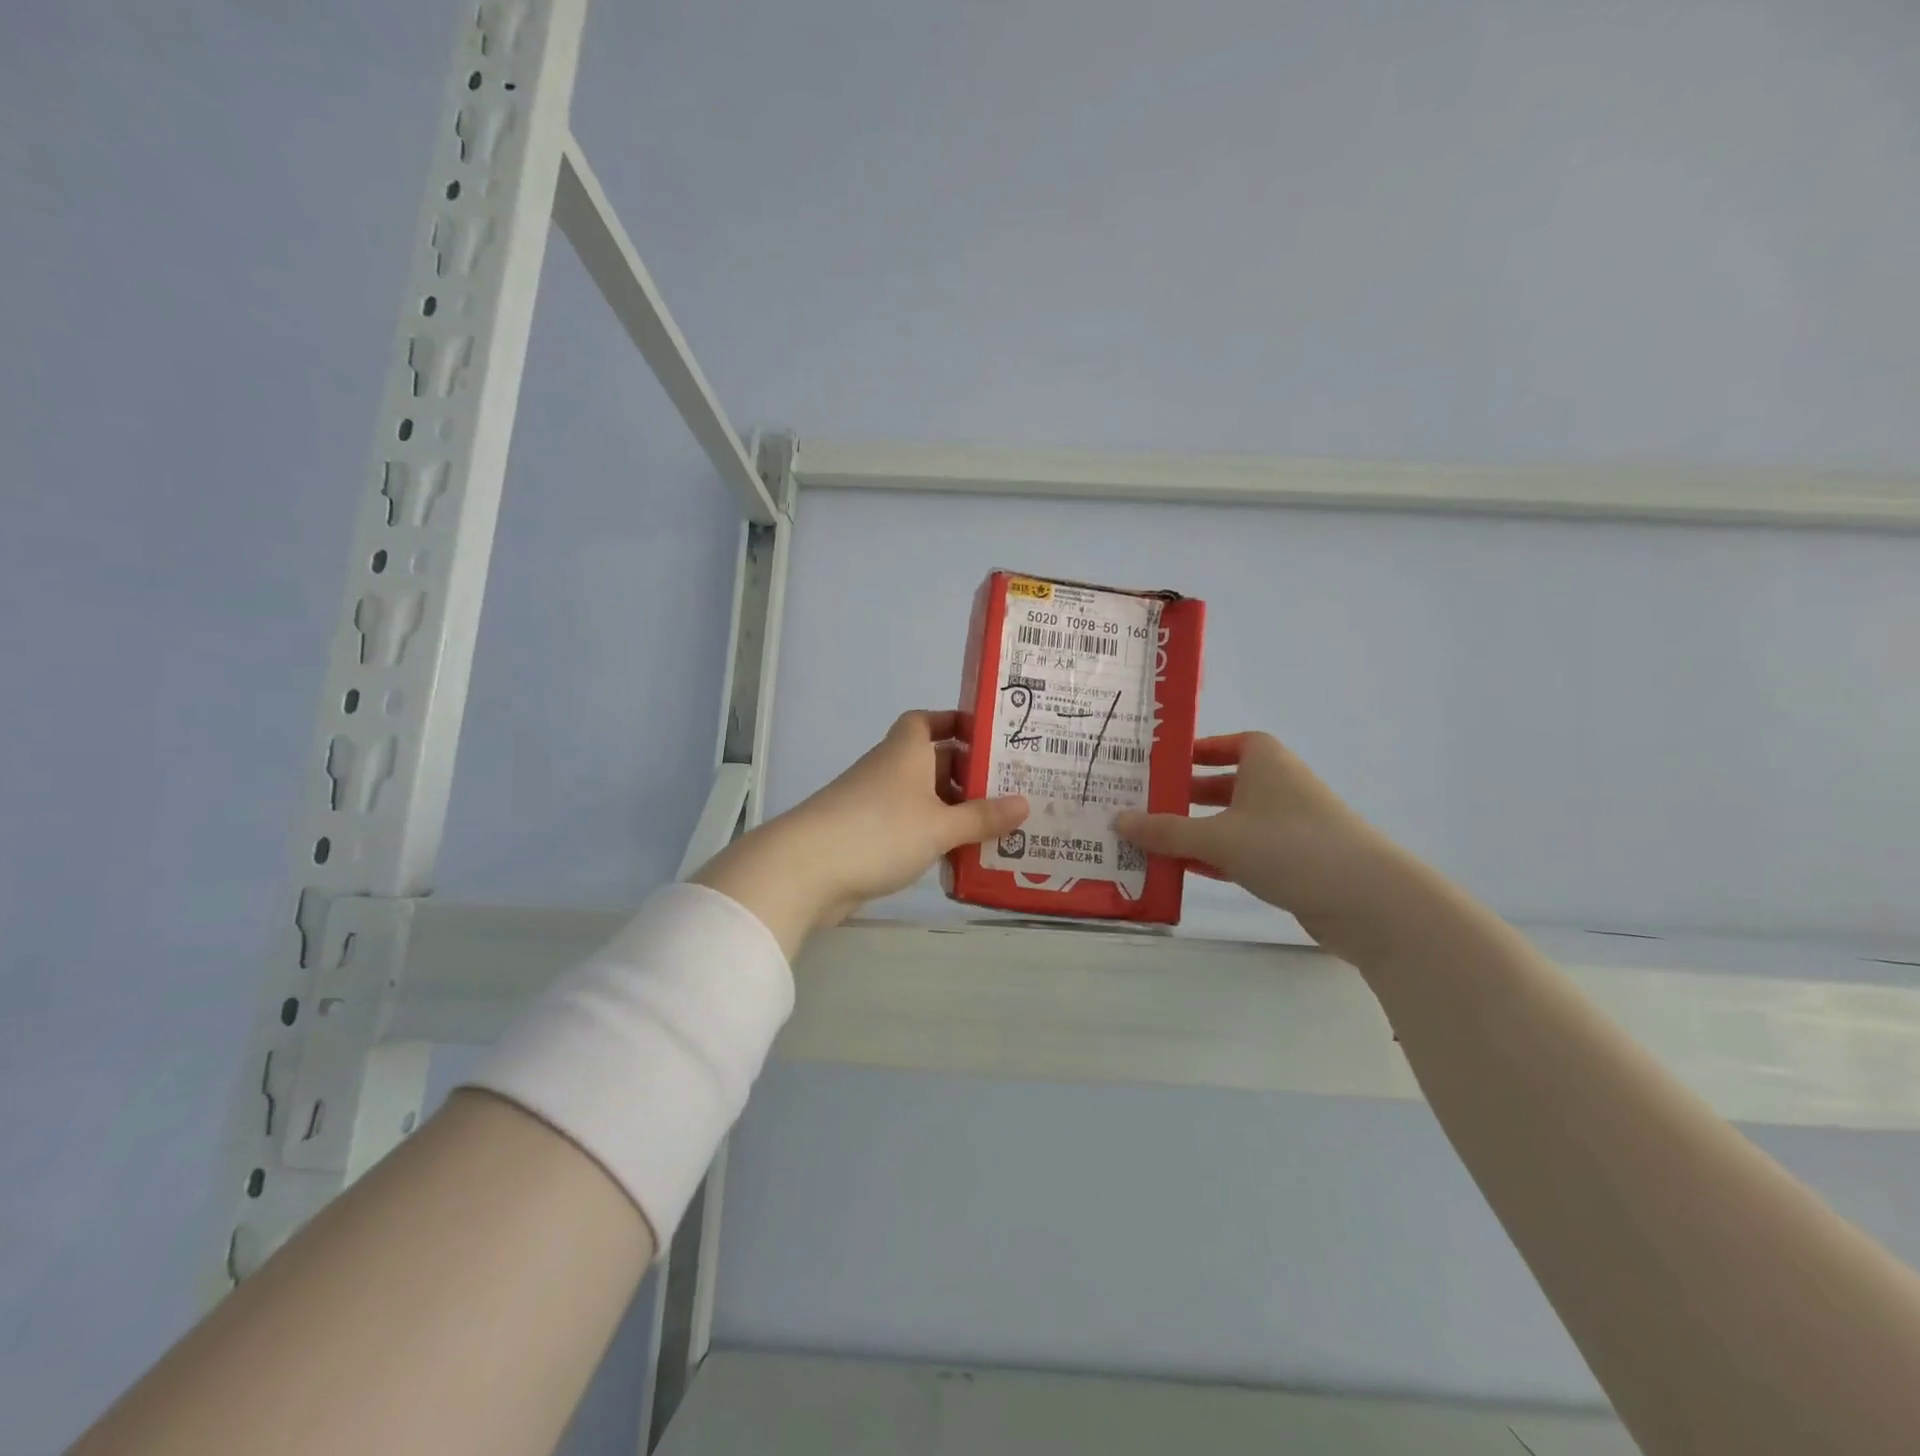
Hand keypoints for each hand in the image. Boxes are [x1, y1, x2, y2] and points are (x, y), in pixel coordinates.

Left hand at [693, 710, 1028, 957]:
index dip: (954, 723)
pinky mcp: (863, 836)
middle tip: (1008, 791)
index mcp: (905, 751)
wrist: (806, 869)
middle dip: (965, 775)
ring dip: (950, 811)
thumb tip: (1025, 804)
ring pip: (920, 799)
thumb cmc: (880, 830)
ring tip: (993, 828)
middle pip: (930, 762)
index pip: (927, 721)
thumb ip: (982, 817)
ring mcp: (871, 803)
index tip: (987, 737)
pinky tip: (955, 857)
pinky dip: (930, 836)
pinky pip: (906, 828)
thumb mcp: (940, 825)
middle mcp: (888, 770)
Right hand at [1115, 732, 1410, 958]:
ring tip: (1150, 842)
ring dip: (1195, 832)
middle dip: (1183, 797)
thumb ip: (1166, 830)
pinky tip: (1183, 870)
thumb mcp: (1217, 836)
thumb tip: (1118, 820)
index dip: (1194, 752)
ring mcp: (1288, 826)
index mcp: (1264, 761)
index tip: (1159, 766)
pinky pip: (1243, 852)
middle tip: (1140, 807)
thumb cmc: (1289, 846)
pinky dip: (1215, 858)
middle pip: (1222, 785)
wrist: (1368, 899)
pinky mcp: (1294, 861)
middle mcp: (1277, 786)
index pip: (1226, 744)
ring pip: (1231, 822)